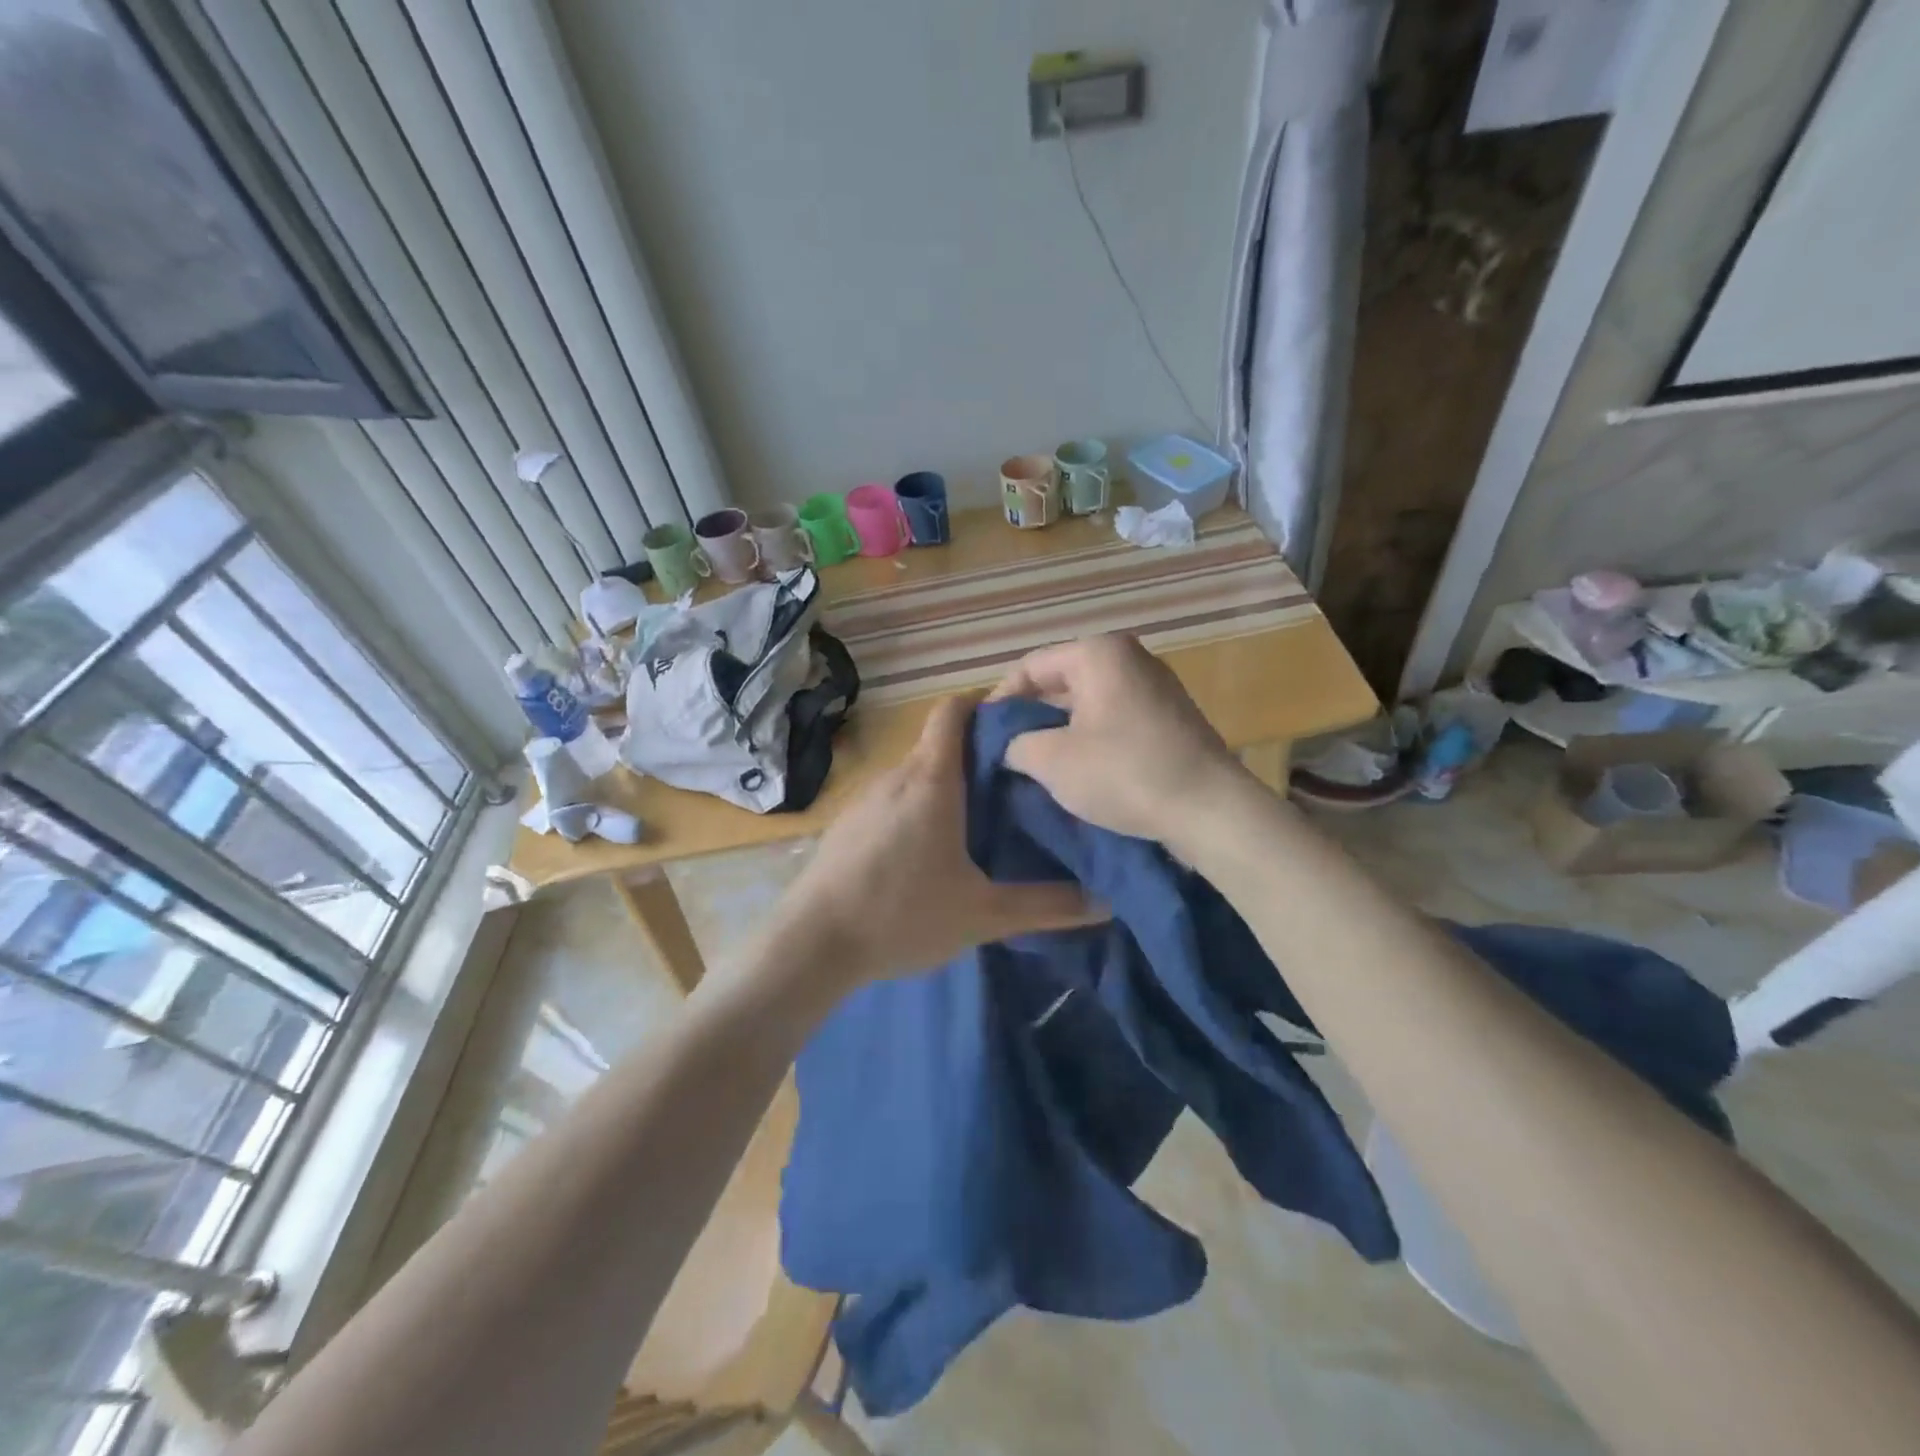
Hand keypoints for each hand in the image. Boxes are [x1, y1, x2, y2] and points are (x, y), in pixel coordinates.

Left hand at [776, 693, 1097, 989]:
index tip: (1018, 723)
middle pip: (939, 744)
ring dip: (946, 784)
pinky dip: (917, 806)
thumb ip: (1046, 906)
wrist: (811, 944)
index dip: (984, 704)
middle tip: (1017, 783)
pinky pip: (892, 799)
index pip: (954, 710)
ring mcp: (865, 799)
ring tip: (981, 817)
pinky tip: (930, 849)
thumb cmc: (902, 915)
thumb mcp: (983, 914)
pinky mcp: (847, 824)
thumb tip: (1107, 902)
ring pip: (915, 774)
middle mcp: (896, 776)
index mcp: (931, 780)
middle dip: (977, 754)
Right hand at [989, 634, 1251, 841]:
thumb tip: (1011, 747)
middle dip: (1031, 718)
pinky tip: (1077, 772)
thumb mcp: (1050, 760)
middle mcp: (1129, 658)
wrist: (1208, 810)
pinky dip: (1090, 740)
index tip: (983, 735)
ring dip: (1059, 732)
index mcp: (1098, 653)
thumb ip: (1015, 744)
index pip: (1030, 666)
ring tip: (1036, 766)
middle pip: (1060, 683)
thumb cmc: (1123, 773)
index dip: (1000, 700)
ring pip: (1088, 704)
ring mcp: (1155, 687)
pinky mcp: (1170, 718)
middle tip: (1006, 753)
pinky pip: (1114, 720)